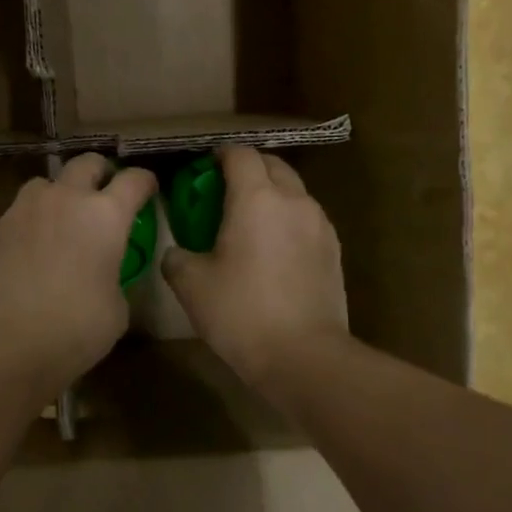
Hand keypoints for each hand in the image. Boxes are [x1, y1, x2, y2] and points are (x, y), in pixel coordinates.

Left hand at [0, 154, 156, 391]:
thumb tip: (103, 273)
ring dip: (61, 193)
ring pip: (48, 182)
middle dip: (102, 173)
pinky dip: (34, 219)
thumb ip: (114, 275)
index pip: (134, 180)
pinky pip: (22, 210)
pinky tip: (34, 247)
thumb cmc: (75, 330)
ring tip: (63, 219)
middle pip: (88, 164)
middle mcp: (66, 199)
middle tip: (106, 194)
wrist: (6, 344)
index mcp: (106, 216)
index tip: (149, 190)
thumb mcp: (117, 308)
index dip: (146, 182)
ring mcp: (26, 209)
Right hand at [161, 147, 349, 388]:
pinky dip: (288, 220)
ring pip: (294, 192)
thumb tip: (177, 252)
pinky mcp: (334, 250)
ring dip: (271, 194)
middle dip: (248, 169)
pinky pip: (307, 219)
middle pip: (272, 165)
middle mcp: (294, 200)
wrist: (304, 356)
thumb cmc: (241, 313)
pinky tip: (273, 249)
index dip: (220, 154)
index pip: (240, 154)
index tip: (204, 167)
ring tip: (249, 221)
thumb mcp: (191, 285)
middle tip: (224, 190)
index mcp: (257, 198)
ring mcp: (320, 225)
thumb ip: (177, 257)